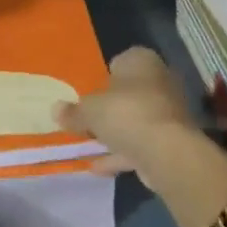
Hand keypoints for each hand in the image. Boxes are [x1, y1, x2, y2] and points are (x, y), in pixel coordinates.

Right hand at [56, 46, 204, 189]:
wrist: (167, 151)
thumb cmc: (126, 113)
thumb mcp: (90, 110)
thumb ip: (74, 111)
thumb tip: (55, 109)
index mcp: (141, 60)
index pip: (121, 61)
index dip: (104, 76)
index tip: (89, 93)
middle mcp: (159, 79)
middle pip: (129, 92)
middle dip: (111, 106)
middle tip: (88, 119)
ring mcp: (168, 111)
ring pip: (136, 119)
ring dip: (116, 133)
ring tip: (89, 146)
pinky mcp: (172, 139)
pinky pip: (141, 143)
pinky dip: (122, 153)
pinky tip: (99, 167)